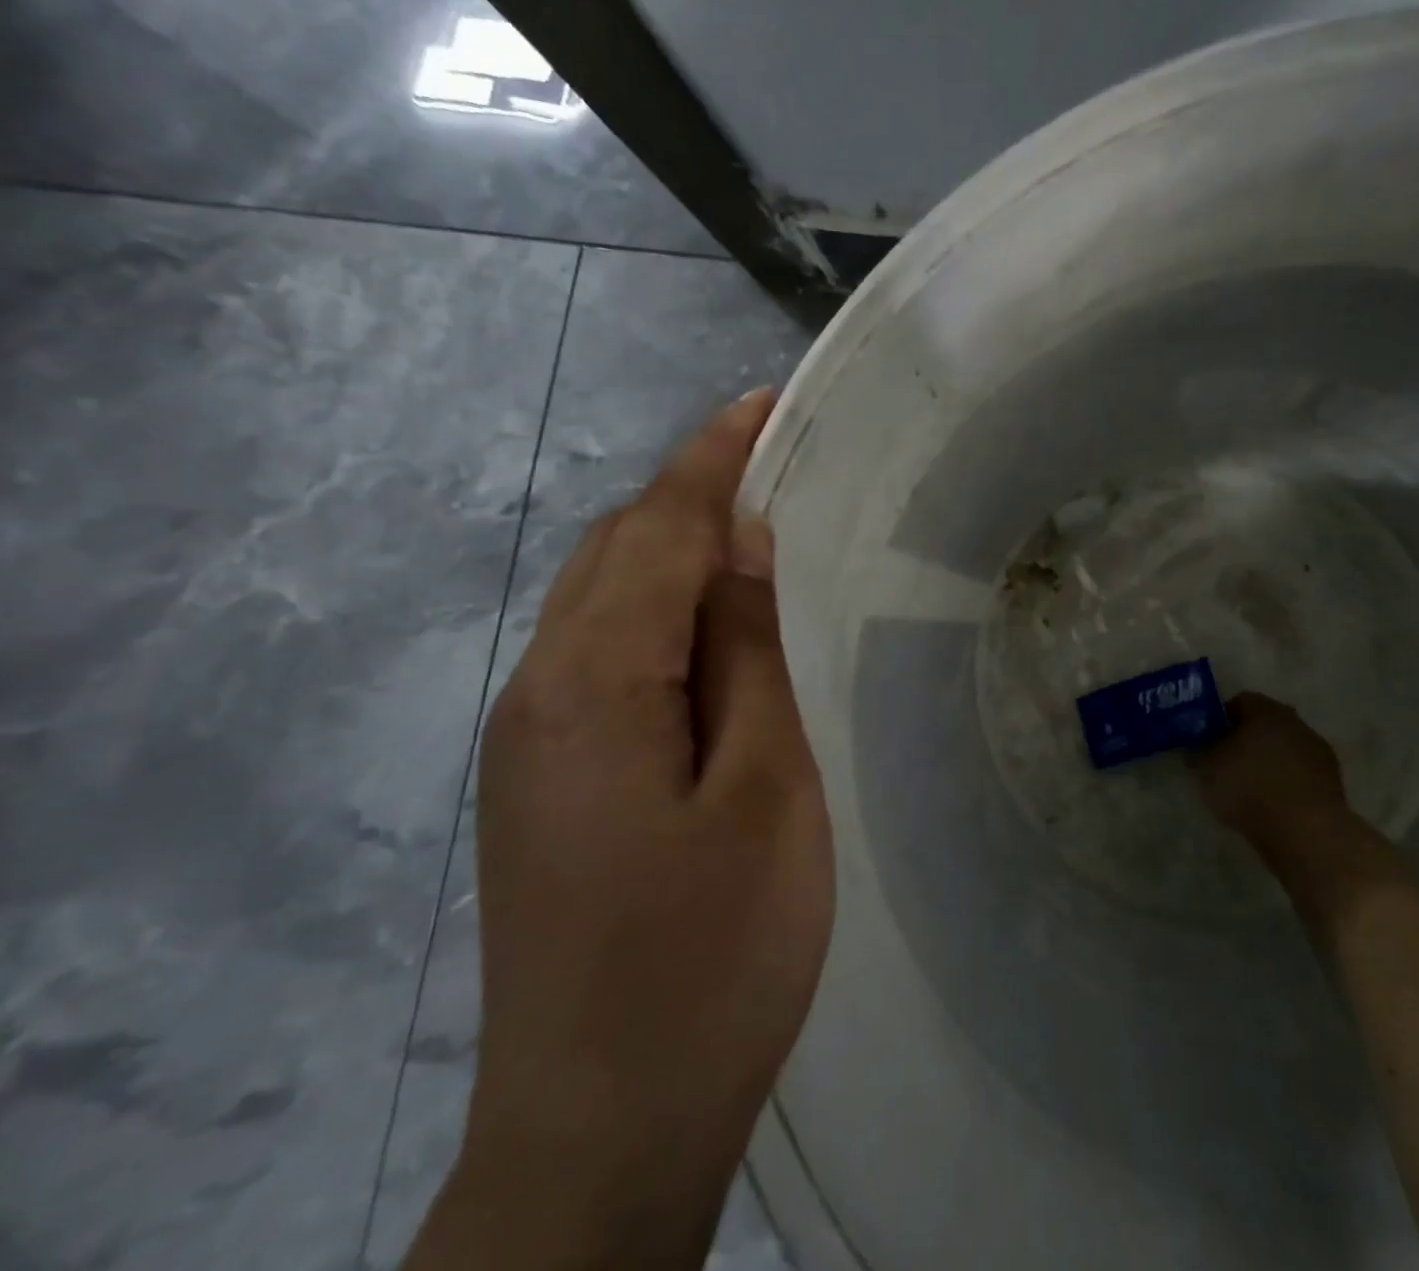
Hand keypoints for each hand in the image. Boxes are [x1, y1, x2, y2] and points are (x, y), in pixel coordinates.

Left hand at [437, 390, 831, 1269]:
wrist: (605, 1127)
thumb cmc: (711, 955)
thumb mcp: (763, 790)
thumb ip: (745, 655)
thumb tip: (741, 546)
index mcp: (591, 682)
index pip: (658, 529)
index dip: (713, 458)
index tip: (764, 403)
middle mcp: (539, 689)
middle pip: (616, 550)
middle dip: (693, 494)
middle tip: (777, 466)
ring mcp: (530, 738)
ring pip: (603, 600)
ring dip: (675, 551)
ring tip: (757, 536)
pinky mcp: (544, 778)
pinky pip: (601, 654)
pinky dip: (657, 612)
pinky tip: (712, 632)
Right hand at [1195, 692, 1347, 840]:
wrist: (1305, 831)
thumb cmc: (1249, 787)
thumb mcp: (1206, 768)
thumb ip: (1200, 752)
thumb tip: (1197, 748)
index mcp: (1266, 710)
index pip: (1239, 701)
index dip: (1221, 718)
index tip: (1207, 739)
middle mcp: (1296, 722)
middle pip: (1266, 724)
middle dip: (1246, 739)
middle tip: (1226, 761)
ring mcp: (1318, 752)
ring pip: (1285, 749)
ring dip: (1269, 762)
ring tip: (1249, 788)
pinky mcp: (1333, 782)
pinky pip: (1300, 774)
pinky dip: (1286, 783)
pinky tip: (1272, 804)